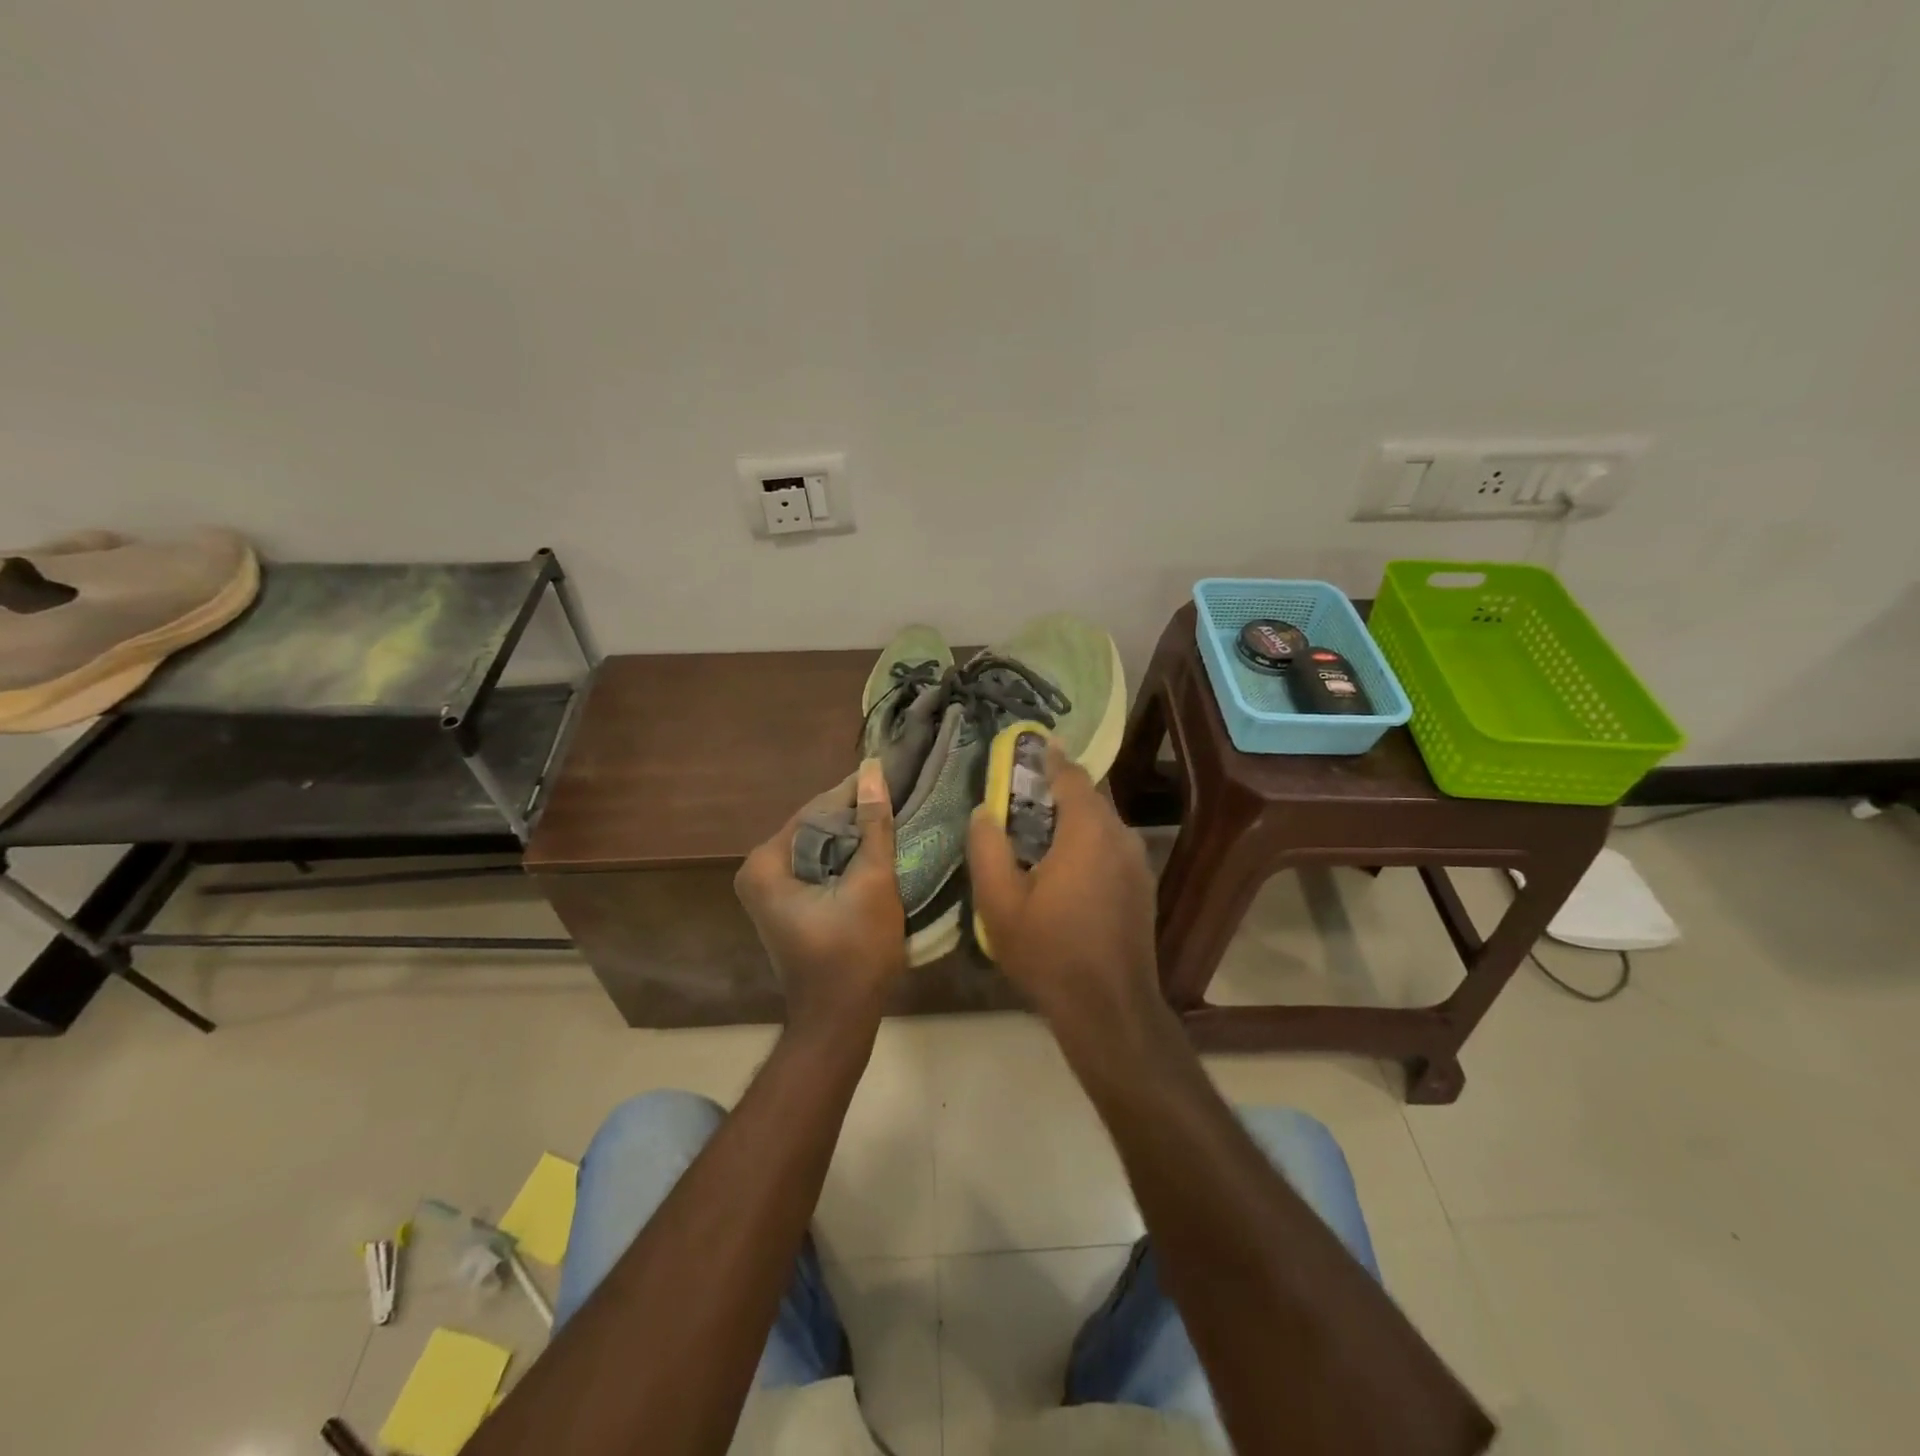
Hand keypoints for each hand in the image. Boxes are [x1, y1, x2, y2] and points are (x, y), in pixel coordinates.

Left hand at [736, 758, 906, 1038]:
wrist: (839, 1020)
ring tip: (895, 816)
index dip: (855, 792)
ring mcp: (770, 890)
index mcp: (766, 864)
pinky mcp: (787, 905)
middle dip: (855, 814)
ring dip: (854, 836)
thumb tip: (873, 771)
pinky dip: (846, 858)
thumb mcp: (872, 882)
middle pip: (815, 827)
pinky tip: (877, 849)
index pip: (816, 810)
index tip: (890, 772)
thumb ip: (873, 825)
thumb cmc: (855, 953)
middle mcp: (758, 872)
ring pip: (820, 847)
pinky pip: (819, 867)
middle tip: (898, 795)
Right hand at [966, 743, 1161, 1027]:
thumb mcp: (999, 903)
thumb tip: (984, 812)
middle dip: (1059, 788)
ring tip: (1040, 827)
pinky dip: (1089, 841)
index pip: (1071, 776)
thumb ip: (987, 849)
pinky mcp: (1142, 887)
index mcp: (1087, 831)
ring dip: (1075, 817)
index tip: (1034, 742)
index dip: (1050, 757)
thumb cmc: (1049, 951)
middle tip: (1024, 789)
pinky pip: (1112, 847)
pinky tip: (1066, 864)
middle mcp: (1120, 837)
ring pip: (1103, 823)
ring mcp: (1137, 863)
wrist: (1109, 1008)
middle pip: (1090, 797)